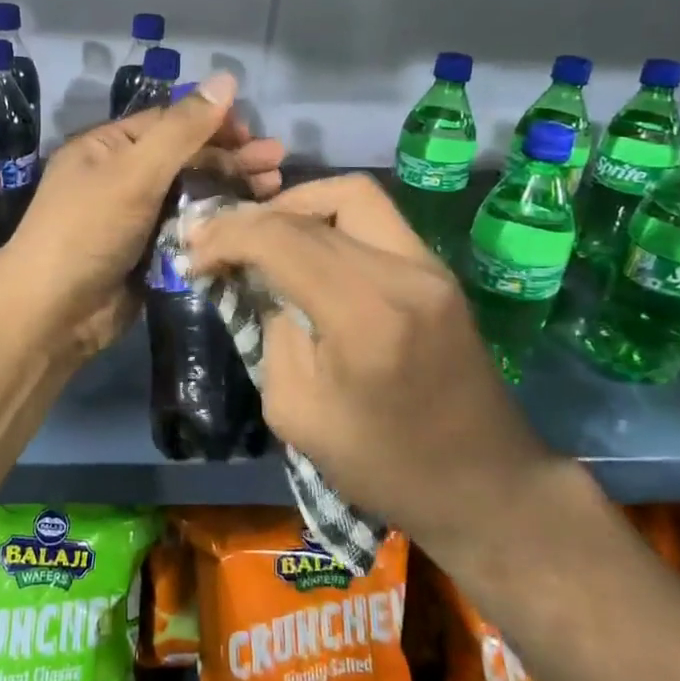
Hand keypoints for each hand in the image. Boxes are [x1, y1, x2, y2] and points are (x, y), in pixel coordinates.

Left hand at [0, 72, 283, 362]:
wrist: (52, 313)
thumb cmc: (87, 230)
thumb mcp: (134, 172)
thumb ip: (182, 129)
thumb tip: (226, 78)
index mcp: (108, 148)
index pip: (170, 123)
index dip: (213, 124)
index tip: (254, 133)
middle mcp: (122, 177)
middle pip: (186, 159)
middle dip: (231, 158)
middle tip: (277, 162)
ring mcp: (137, 219)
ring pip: (192, 196)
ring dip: (231, 190)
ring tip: (274, 188)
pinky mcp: (150, 254)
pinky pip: (189, 231)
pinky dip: (218, 225)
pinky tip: (251, 222)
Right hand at [186, 174, 550, 549]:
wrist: (486, 486)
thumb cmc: (385, 466)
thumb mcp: (297, 412)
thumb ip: (271, 333)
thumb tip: (261, 284)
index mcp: (365, 314)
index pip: (282, 239)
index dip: (227, 237)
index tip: (194, 256)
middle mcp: (404, 272)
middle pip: (316, 205)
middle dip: (255, 218)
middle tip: (220, 242)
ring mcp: (429, 266)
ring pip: (352, 195)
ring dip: (298, 206)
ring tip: (265, 238)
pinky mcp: (438, 271)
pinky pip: (375, 219)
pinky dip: (330, 221)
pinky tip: (306, 252)